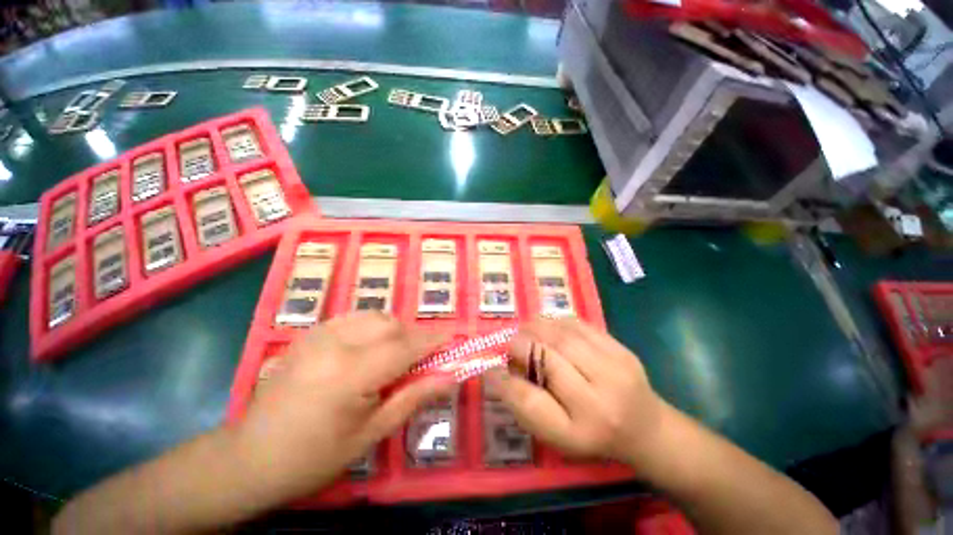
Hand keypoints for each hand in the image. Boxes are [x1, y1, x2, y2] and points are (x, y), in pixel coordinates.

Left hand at [235, 312, 450, 499]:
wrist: (250, 457)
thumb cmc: (314, 457)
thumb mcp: (371, 434)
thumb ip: (413, 397)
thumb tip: (449, 376)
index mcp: (350, 373)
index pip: (405, 346)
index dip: (433, 342)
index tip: (454, 340)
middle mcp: (335, 343)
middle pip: (391, 324)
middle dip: (414, 336)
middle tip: (422, 358)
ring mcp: (319, 334)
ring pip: (375, 316)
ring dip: (395, 330)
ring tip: (397, 354)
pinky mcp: (310, 333)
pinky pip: (355, 318)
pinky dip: (373, 326)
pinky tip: (370, 348)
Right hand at [487, 317, 665, 465]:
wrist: (646, 429)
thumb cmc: (593, 437)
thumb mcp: (556, 436)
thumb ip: (525, 406)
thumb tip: (498, 372)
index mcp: (580, 431)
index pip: (530, 401)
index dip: (503, 381)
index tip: (489, 368)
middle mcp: (600, 399)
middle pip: (547, 357)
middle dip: (519, 344)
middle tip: (509, 344)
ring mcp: (615, 367)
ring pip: (562, 335)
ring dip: (535, 328)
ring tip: (525, 332)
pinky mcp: (621, 348)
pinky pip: (578, 324)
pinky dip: (555, 322)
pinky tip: (547, 328)